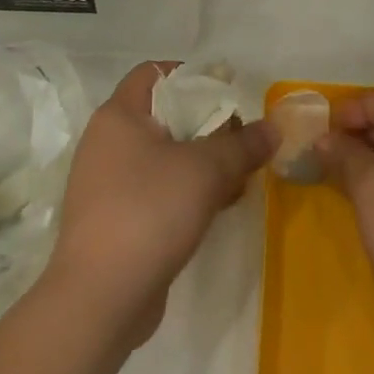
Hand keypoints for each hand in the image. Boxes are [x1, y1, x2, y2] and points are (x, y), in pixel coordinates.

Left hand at [49, 62, 274, 343]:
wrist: (99, 300)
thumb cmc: (149, 211)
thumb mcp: (206, 170)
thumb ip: (243, 144)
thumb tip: (273, 127)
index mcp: (118, 116)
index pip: (154, 73)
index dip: (192, 76)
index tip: (227, 93)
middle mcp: (106, 143)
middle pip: (163, 116)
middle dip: (206, 125)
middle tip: (242, 138)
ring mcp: (106, 185)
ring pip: (163, 158)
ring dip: (201, 163)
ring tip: (239, 175)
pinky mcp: (114, 221)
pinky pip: (156, 191)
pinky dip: (186, 192)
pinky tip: (219, 207)